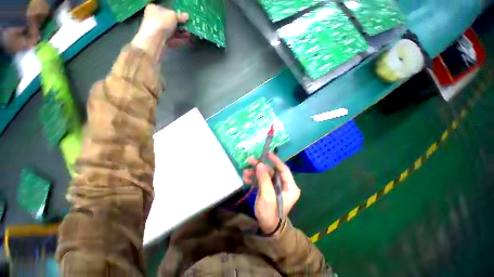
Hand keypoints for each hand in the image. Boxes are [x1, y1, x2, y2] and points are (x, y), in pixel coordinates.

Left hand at [131, 4, 188, 60]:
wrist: (153, 41)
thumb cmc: (161, 23)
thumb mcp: (173, 16)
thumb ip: (181, 16)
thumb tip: (187, 16)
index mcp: (154, 9)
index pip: (167, 11)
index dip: (177, 15)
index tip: (185, 19)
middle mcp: (154, 19)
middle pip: (170, 23)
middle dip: (180, 26)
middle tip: (189, 28)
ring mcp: (157, 32)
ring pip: (172, 32)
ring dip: (181, 34)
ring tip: (189, 35)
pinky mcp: (161, 42)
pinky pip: (172, 40)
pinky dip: (179, 40)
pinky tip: (186, 40)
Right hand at [243, 153, 300, 233]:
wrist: (267, 226)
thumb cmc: (270, 213)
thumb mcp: (267, 197)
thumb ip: (264, 180)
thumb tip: (260, 164)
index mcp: (290, 186)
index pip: (284, 169)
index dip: (275, 160)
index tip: (267, 153)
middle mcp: (283, 184)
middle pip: (272, 170)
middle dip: (260, 166)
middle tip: (250, 161)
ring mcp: (275, 186)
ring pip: (265, 174)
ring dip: (255, 172)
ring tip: (245, 172)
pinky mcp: (268, 187)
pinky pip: (261, 179)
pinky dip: (254, 177)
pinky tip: (246, 178)